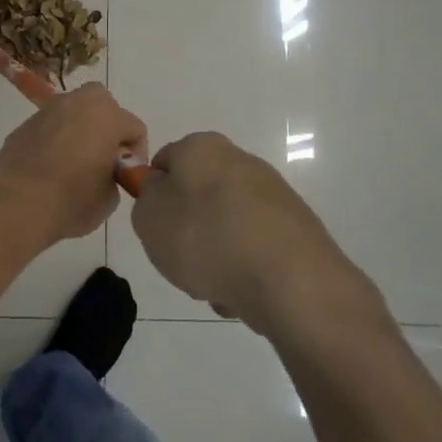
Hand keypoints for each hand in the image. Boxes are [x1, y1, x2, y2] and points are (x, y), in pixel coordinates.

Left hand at [0, 83, 148, 243]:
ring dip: (80, 129)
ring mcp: (49, 110)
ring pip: (74, 112)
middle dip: (108, 127)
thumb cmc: (72, 200)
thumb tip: (104, 172)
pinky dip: (55, 139)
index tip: (125, 176)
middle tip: (103, 158)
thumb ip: (114, 176)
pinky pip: (50, 126)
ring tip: (74, 162)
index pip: (135, 128)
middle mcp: (78, 103)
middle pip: (103, 105)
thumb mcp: (109, 198)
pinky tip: (49, 166)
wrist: (18, 202)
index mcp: (107, 116)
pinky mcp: (25, 124)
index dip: (135, 154)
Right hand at [131, 132, 357, 329]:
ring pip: (225, 228)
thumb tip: (162, 192)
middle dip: (188, 231)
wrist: (289, 280)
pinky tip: (243, 294)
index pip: (165, 161)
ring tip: (215, 286)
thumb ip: (146, 198)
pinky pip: (253, 250)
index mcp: (202, 147)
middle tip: (181, 261)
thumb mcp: (149, 217)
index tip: (155, 226)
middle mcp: (240, 161)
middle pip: (198, 197)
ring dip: (215, 256)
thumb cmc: (206, 238)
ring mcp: (272, 195)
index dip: (154, 194)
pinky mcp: (295, 229)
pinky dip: (244, 270)